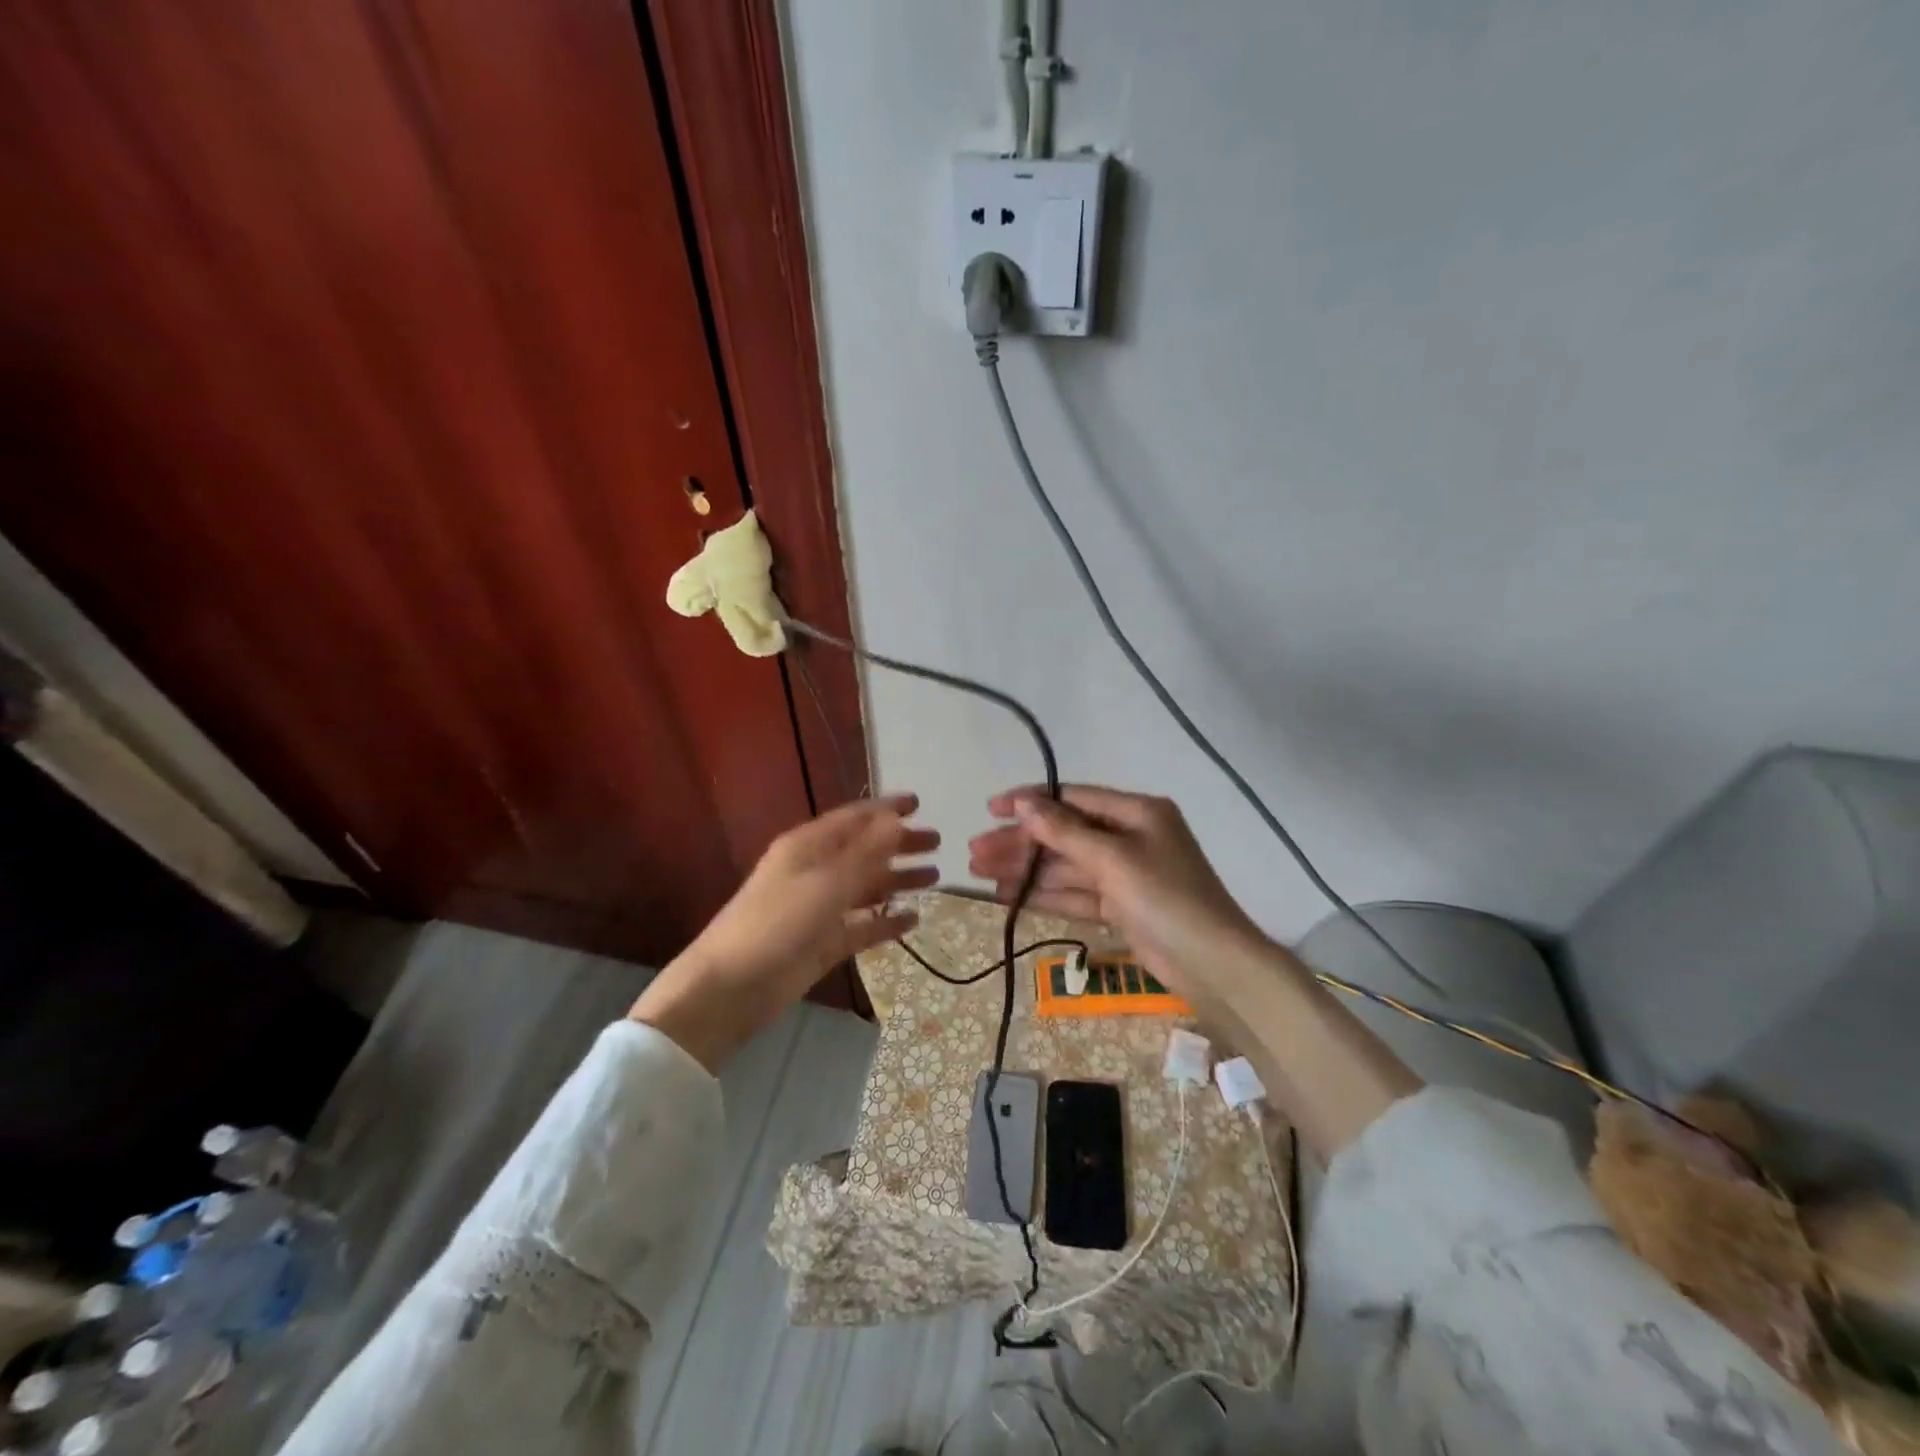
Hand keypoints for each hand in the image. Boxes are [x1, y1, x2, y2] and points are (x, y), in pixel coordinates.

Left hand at [631, 794, 937, 1069]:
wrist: (730, 989)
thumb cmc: (776, 923)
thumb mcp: (825, 883)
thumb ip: (865, 853)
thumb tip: (896, 819)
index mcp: (808, 846)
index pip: (854, 818)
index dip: (886, 809)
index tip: (919, 803)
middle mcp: (815, 871)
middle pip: (864, 850)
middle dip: (899, 844)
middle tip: (937, 842)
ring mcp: (819, 908)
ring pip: (866, 887)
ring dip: (897, 880)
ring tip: (935, 877)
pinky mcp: (823, 942)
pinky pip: (862, 925)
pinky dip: (886, 921)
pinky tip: (913, 919)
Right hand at [966, 786, 1264, 1002]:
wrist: (1214, 966)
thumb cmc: (1166, 898)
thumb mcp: (1113, 859)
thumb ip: (1064, 832)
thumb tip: (1023, 803)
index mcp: (1136, 812)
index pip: (1073, 798)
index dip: (1030, 802)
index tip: (991, 809)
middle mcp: (1130, 837)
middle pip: (1064, 834)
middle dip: (1020, 843)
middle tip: (975, 852)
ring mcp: (1125, 874)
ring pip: (1065, 866)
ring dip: (1025, 870)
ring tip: (980, 874)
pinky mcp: (1121, 907)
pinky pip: (1075, 894)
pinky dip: (1044, 894)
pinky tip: (1008, 895)